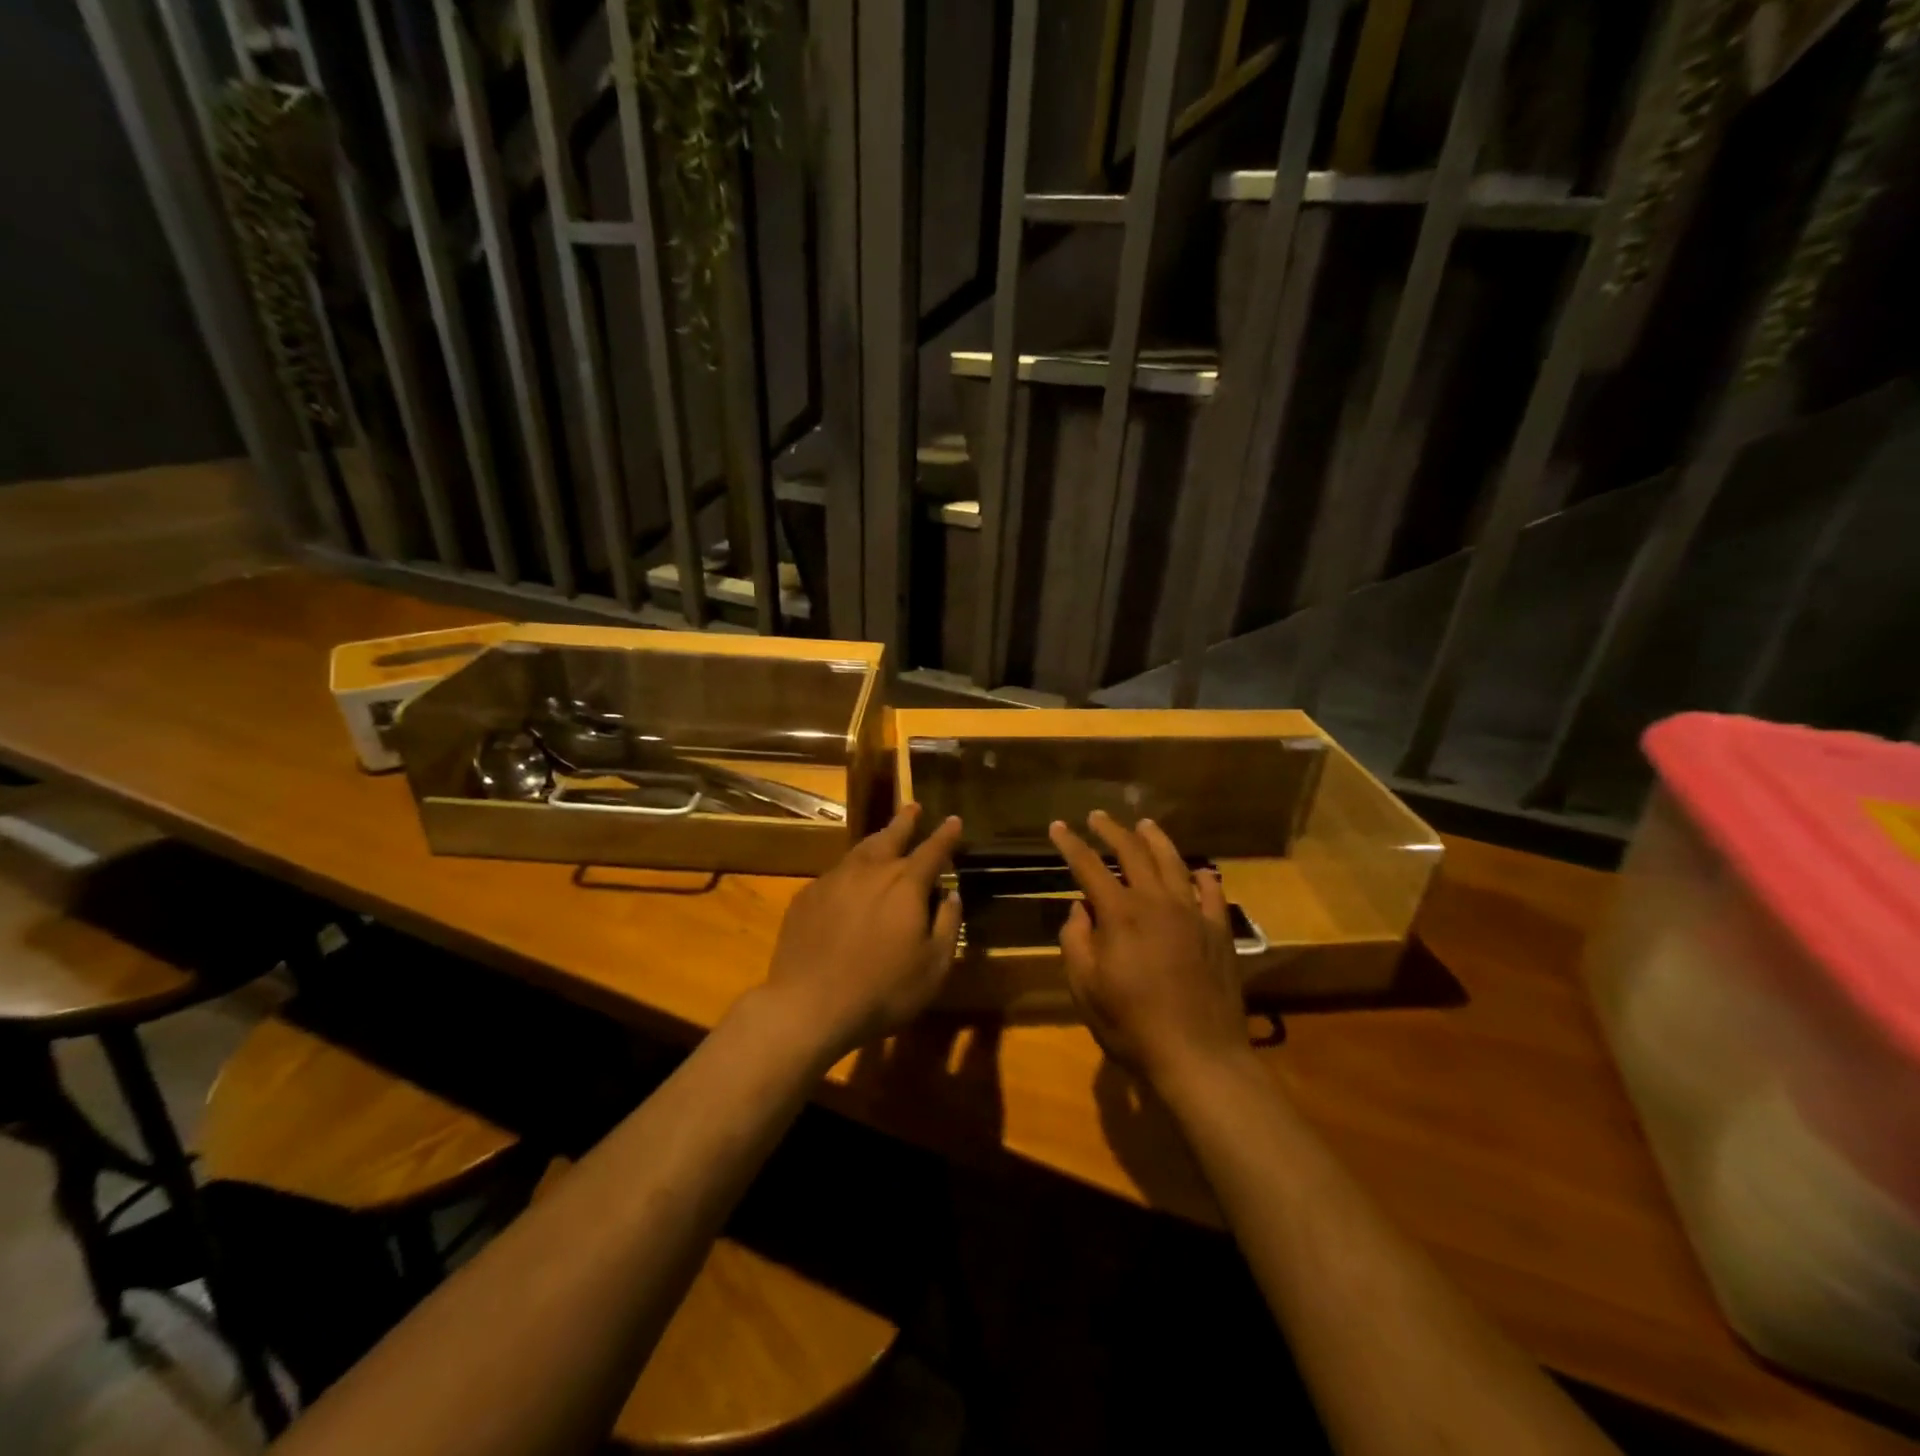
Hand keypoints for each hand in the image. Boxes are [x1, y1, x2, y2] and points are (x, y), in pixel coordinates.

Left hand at [758, 805, 962, 1057]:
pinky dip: (849, 870)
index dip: (946, 835)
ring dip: (877, 840)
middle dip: (906, 821)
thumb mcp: (933, 967)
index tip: (954, 820)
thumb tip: (952, 894)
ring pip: (861, 850)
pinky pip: (835, 873)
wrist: (809, 1005)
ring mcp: (834, 880)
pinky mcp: (807, 896)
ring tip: (884, 835)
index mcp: (905, 884)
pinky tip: (848, 880)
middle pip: (891, 836)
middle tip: (913, 807)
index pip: (932, 850)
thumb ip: (947, 924)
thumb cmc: (882, 991)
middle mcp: (870, 871)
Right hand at [1050, 812, 1251, 1086]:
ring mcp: (1193, 914)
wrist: (1199, 1056)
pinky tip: (1199, 871)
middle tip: (1097, 817)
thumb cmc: (1132, 1025)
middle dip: (1112, 830)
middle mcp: (1157, 902)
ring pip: (1174, 862)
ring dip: (1155, 840)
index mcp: (1120, 914)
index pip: (1089, 866)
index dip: (1070, 844)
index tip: (1058, 826)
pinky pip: (1212, 893)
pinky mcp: (1220, 931)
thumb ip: (1076, 941)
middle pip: (1133, 852)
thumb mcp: (1085, 988)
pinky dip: (1202, 876)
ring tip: (1144, 825)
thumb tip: (1080, 909)